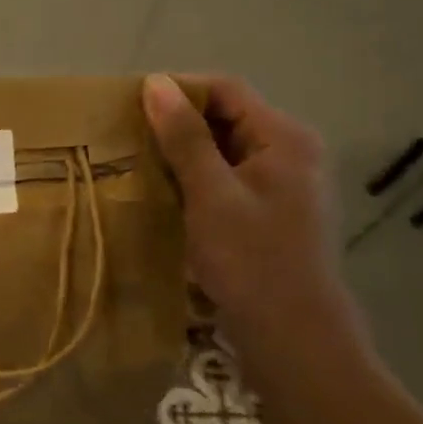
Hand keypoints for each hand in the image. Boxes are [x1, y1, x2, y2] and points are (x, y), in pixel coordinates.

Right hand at [142, 74, 349, 346]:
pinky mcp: (268, 212)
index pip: (225, 90)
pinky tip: (165, 195)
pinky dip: (195, 180)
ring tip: (138, 164)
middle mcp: (288, 153)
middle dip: (177, 124)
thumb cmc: (252, 262)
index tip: (131, 107)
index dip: (178, 90)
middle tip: (128, 137)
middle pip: (226, 118)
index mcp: (284, 138)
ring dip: (182, 154)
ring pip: (222, 151)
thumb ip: (185, 138)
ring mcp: (280, 185)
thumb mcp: (211, 195)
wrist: (294, 340)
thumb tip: (156, 83)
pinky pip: (225, 180)